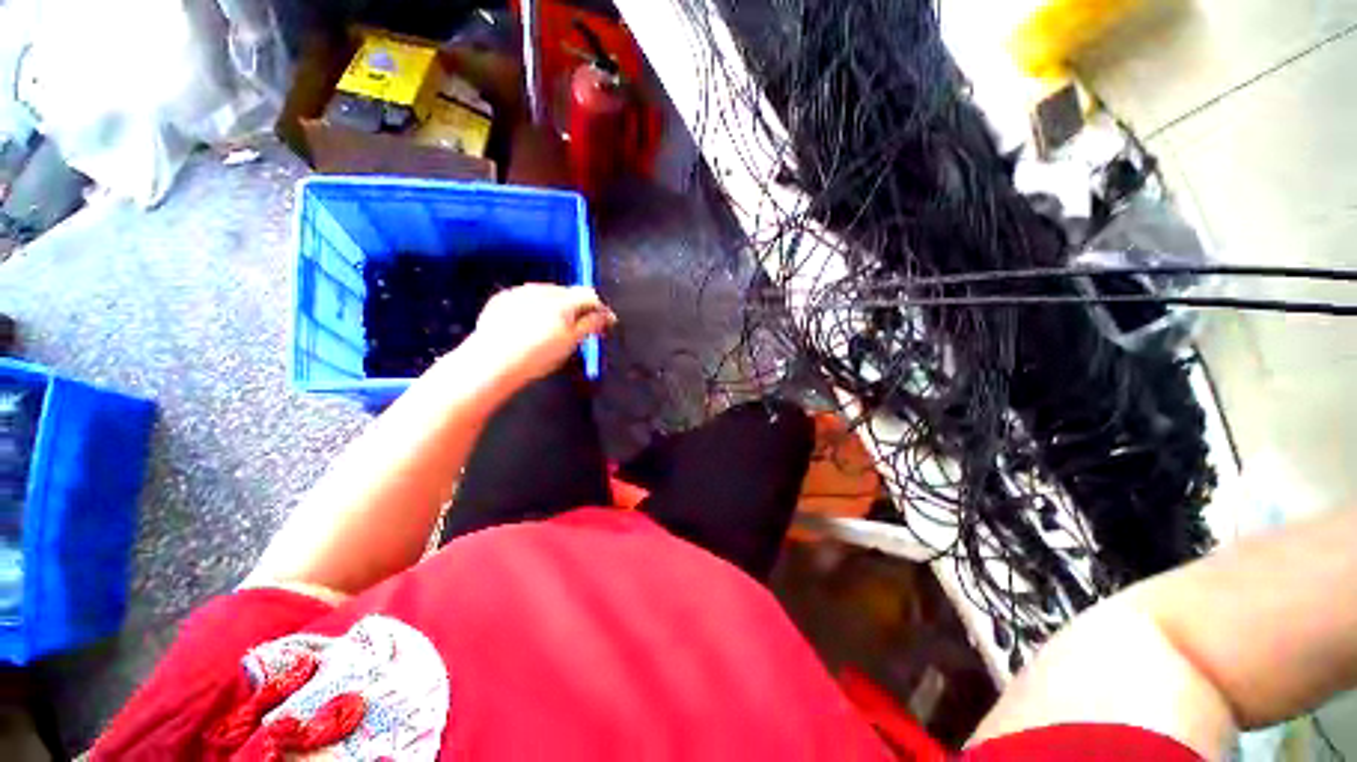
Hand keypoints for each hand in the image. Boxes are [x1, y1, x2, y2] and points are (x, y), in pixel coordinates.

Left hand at [467, 283, 615, 383]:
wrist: (492, 361)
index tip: (605, 324)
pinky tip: (529, 326)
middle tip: (580, 329)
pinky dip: (535, 308)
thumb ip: (591, 325)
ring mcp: (520, 292)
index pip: (590, 295)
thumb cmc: (538, 355)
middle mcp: (542, 289)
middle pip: (569, 293)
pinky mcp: (502, 299)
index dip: (600, 309)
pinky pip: (526, 298)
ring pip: (547, 294)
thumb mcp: (571, 342)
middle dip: (578, 307)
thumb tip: (608, 315)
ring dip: (557, 306)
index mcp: (563, 300)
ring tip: (554, 329)